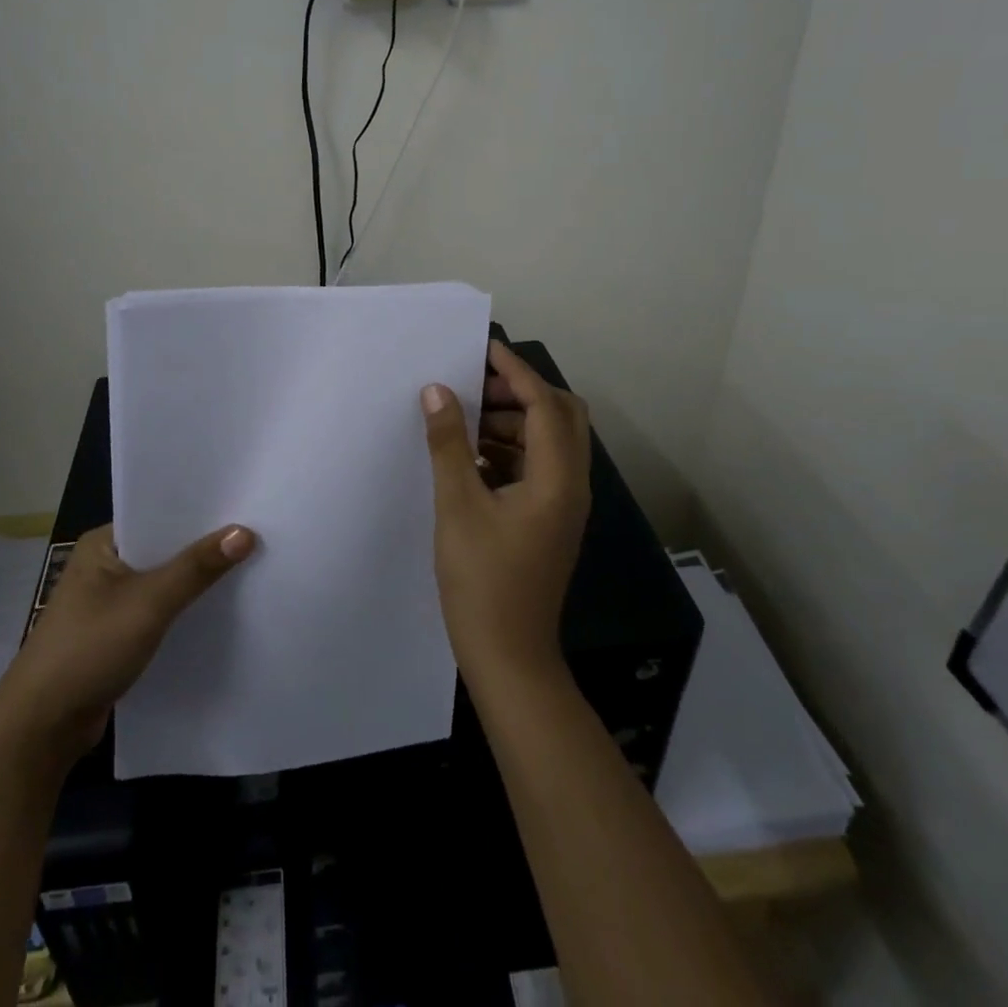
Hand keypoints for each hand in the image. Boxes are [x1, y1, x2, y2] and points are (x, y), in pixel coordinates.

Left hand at [0, 522, 256, 765]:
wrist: (41, 728)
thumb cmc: (89, 649)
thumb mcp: (149, 603)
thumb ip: (196, 568)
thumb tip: (245, 532)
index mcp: (103, 543)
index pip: (159, 514)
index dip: (201, 512)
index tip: (245, 506)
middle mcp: (105, 565)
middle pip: (165, 548)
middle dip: (204, 547)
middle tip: (257, 533)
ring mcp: (109, 601)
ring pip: (164, 581)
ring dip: (196, 580)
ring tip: (249, 565)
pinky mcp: (117, 634)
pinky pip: (160, 610)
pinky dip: (185, 609)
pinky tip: (219, 608)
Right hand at [420, 339, 591, 686]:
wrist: (509, 658)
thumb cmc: (483, 582)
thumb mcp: (458, 506)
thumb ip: (449, 445)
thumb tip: (437, 391)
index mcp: (556, 479)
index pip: (545, 405)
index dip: (516, 372)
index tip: (483, 349)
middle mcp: (570, 486)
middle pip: (561, 417)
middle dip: (521, 393)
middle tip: (475, 386)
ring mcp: (562, 506)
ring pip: (549, 443)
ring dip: (513, 422)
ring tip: (464, 418)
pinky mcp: (549, 521)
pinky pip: (537, 468)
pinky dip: (510, 451)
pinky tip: (471, 457)